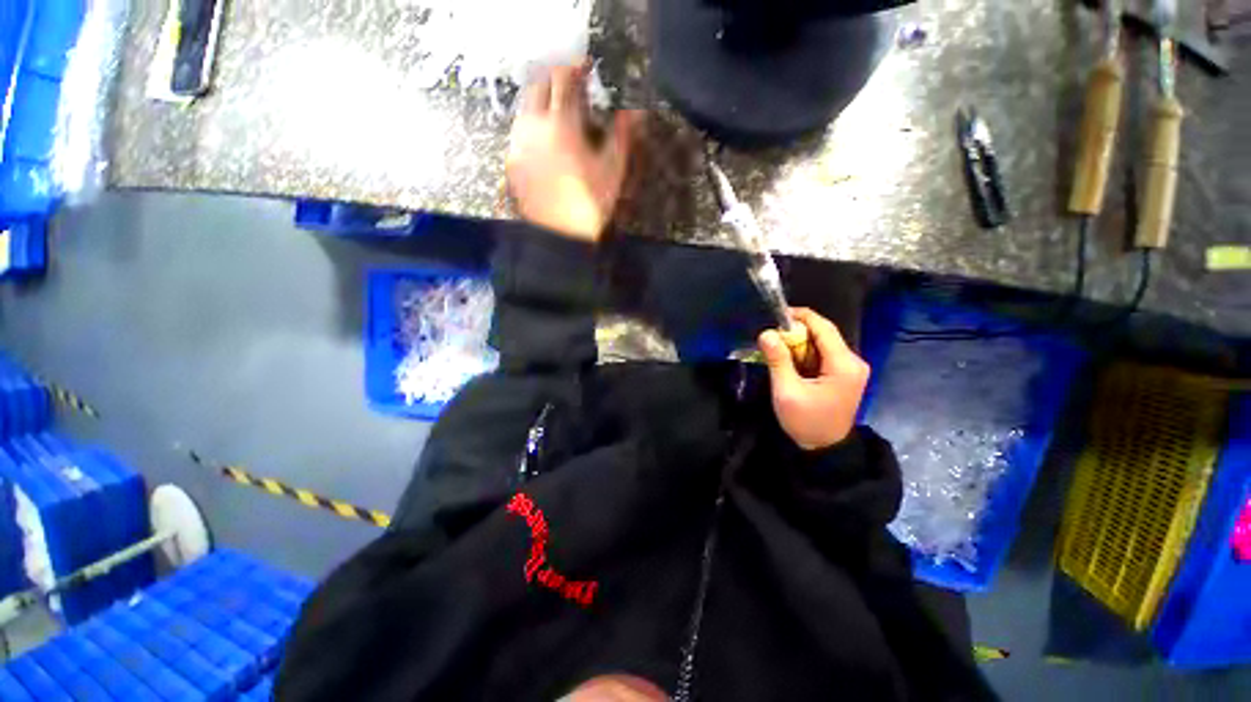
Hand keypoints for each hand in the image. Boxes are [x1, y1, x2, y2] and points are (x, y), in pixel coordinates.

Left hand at [506, 64, 639, 241]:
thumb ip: (621, 136)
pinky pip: (519, 130)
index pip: (563, 79)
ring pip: (525, 106)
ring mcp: (518, 143)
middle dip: (554, 80)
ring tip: (557, 112)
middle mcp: (533, 126)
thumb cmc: (589, 205)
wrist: (558, 237)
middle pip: (538, 85)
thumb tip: (633, 112)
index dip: (575, 68)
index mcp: (561, 124)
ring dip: (540, 100)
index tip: (585, 68)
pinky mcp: (511, 161)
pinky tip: (544, 138)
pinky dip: (531, 123)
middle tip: (570, 88)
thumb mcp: (612, 172)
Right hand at [759, 308, 870, 450]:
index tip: (777, 315)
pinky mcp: (845, 375)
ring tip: (778, 348)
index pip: (824, 328)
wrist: (825, 450)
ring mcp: (852, 368)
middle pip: (824, 334)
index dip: (801, 317)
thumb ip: (778, 360)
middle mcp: (854, 362)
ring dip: (800, 343)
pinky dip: (806, 353)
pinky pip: (824, 354)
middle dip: (797, 332)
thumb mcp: (787, 391)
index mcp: (844, 364)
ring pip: (823, 343)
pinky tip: (791, 360)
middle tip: (772, 336)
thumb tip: (766, 333)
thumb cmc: (806, 422)